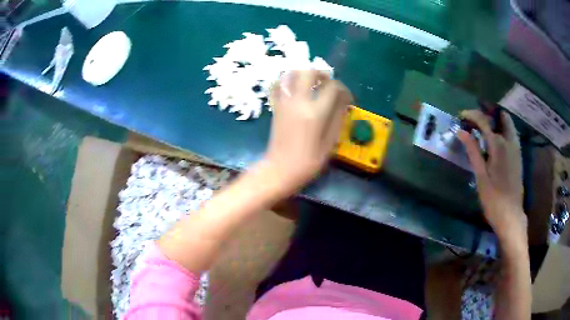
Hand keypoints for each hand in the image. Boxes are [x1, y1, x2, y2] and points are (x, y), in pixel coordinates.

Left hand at [261, 70, 350, 194]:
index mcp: (315, 112)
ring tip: (312, 83)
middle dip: (322, 74)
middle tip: (328, 84)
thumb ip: (337, 119)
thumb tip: (343, 102)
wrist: (279, 170)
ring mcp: (284, 102)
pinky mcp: (275, 107)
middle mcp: (298, 102)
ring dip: (303, 73)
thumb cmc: (307, 162)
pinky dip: (286, 81)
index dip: (344, 89)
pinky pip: (278, 85)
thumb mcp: (329, 143)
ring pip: (291, 74)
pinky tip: (293, 88)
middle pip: (309, 72)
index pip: (333, 87)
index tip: (347, 99)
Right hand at [458, 110, 526, 243]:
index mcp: (499, 145)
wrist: (511, 216)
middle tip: (477, 120)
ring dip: (497, 121)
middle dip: (489, 113)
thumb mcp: (480, 176)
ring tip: (485, 128)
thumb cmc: (493, 199)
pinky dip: (503, 130)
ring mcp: (516, 148)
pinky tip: (496, 141)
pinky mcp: (519, 156)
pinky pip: (512, 134)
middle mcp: (510, 141)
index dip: (472, 115)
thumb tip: (461, 131)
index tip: (462, 116)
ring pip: (508, 124)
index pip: (484, 121)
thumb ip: (473, 151)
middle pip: (501, 117)